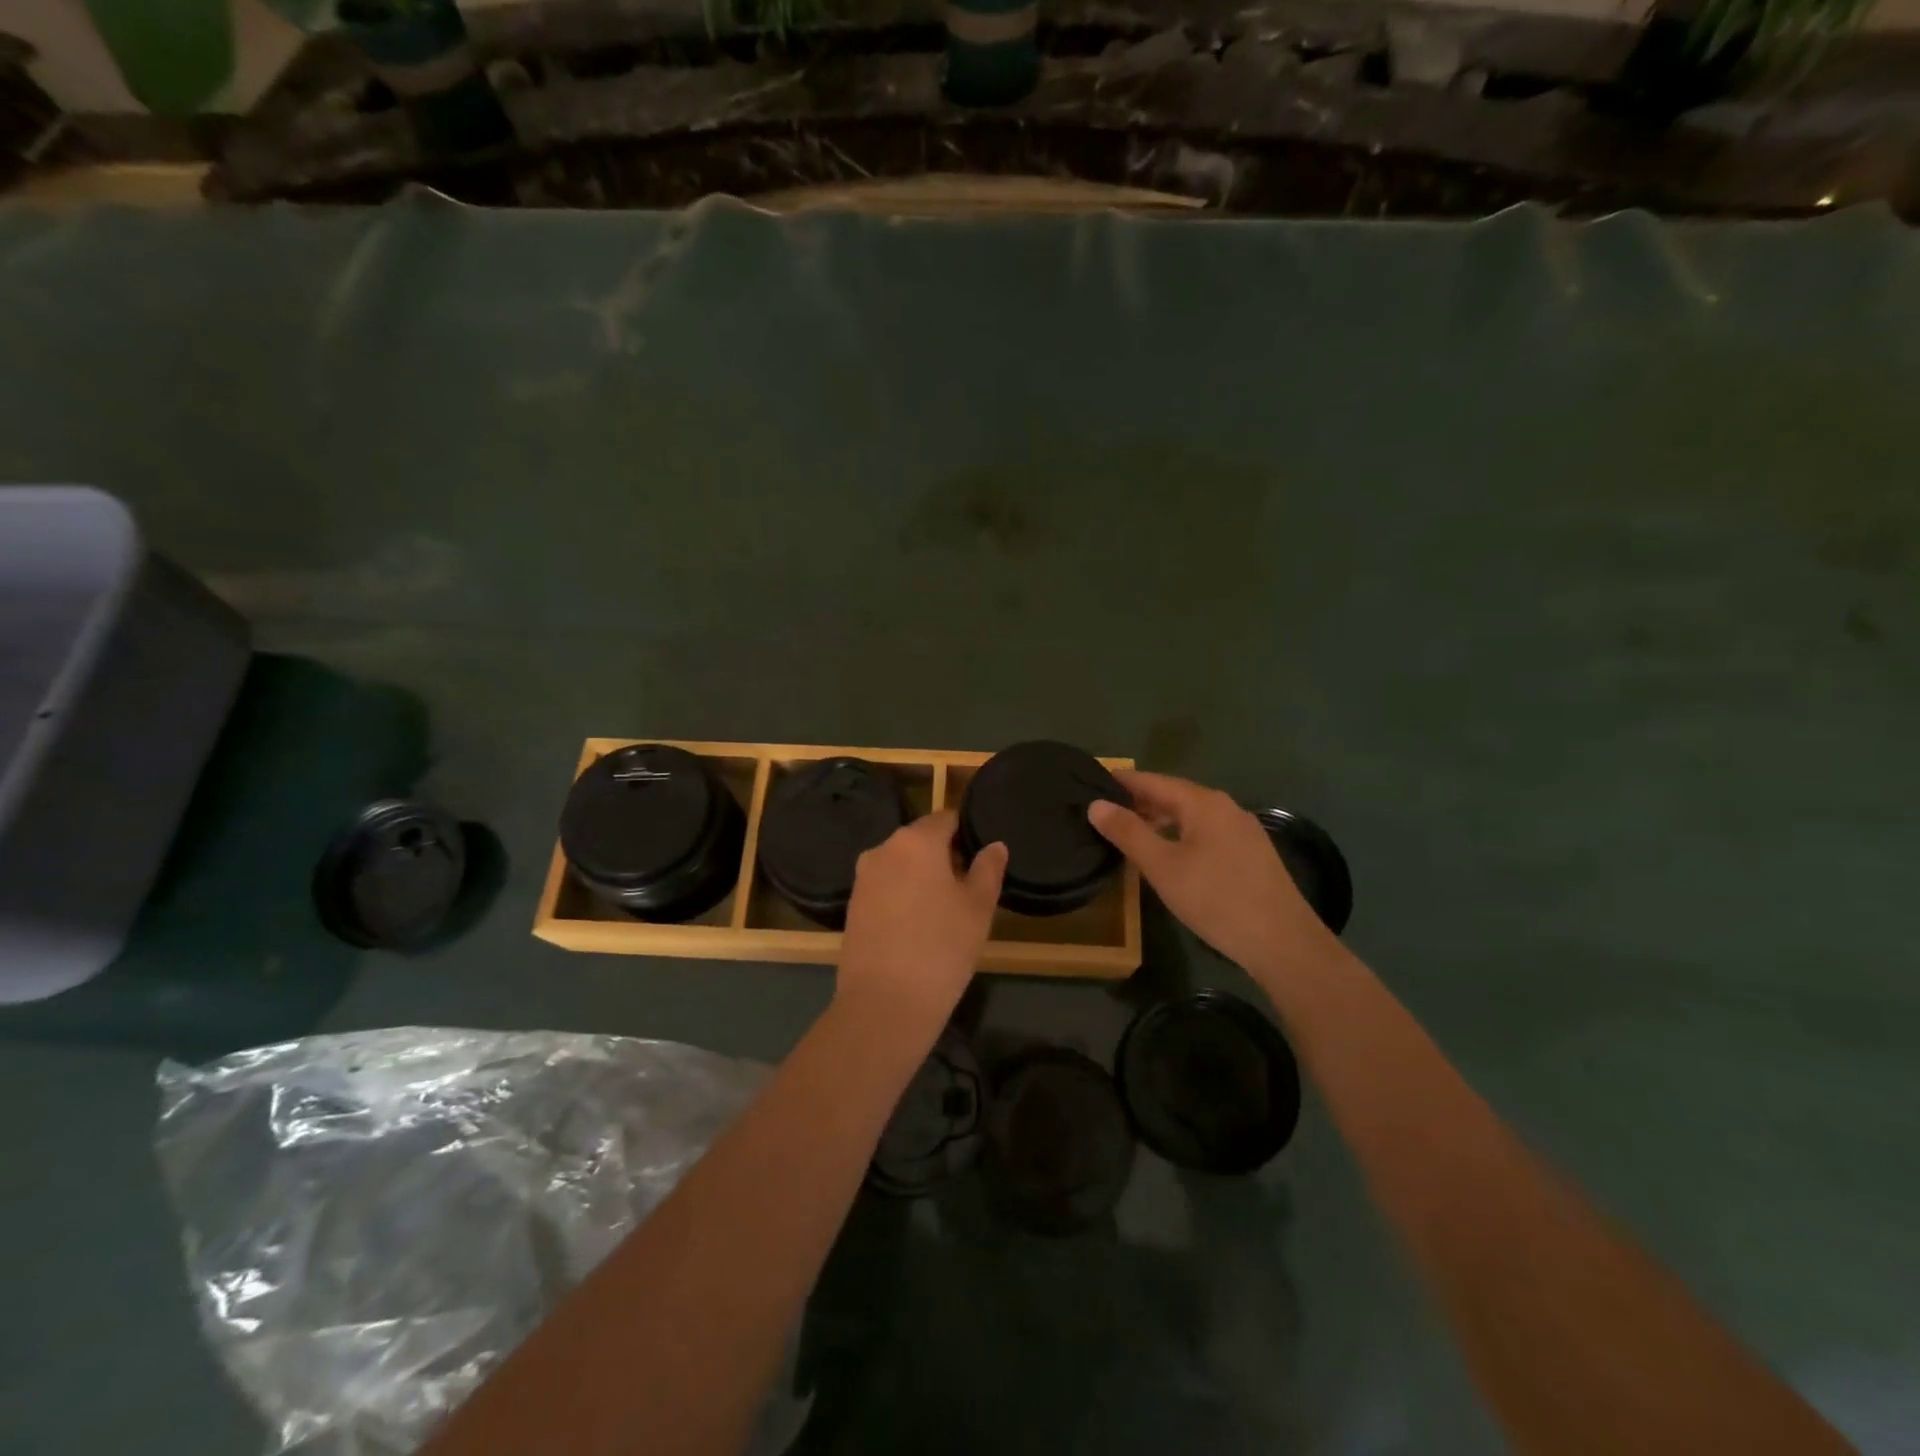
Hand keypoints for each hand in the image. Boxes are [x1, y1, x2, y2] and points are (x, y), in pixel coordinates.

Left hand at [837, 810, 1006, 1026]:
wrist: (884, 1003)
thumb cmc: (941, 948)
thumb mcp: (978, 907)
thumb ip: (988, 869)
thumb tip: (994, 846)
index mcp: (916, 840)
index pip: (947, 819)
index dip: (967, 834)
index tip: (982, 860)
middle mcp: (883, 849)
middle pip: (921, 841)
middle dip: (944, 857)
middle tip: (968, 890)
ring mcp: (863, 878)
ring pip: (901, 865)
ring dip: (922, 878)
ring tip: (944, 912)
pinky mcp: (852, 905)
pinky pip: (885, 887)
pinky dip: (902, 897)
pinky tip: (917, 927)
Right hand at [1088, 771, 1330, 976]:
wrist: (1282, 942)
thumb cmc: (1215, 899)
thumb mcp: (1162, 867)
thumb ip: (1128, 833)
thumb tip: (1096, 804)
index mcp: (1203, 803)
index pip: (1153, 780)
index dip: (1122, 782)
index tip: (1091, 782)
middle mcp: (1225, 807)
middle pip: (1174, 795)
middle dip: (1140, 802)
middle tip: (1105, 812)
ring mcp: (1243, 831)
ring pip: (1192, 816)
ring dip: (1161, 820)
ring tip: (1131, 834)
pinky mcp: (1252, 854)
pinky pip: (1207, 833)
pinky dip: (1181, 835)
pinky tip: (1171, 856)